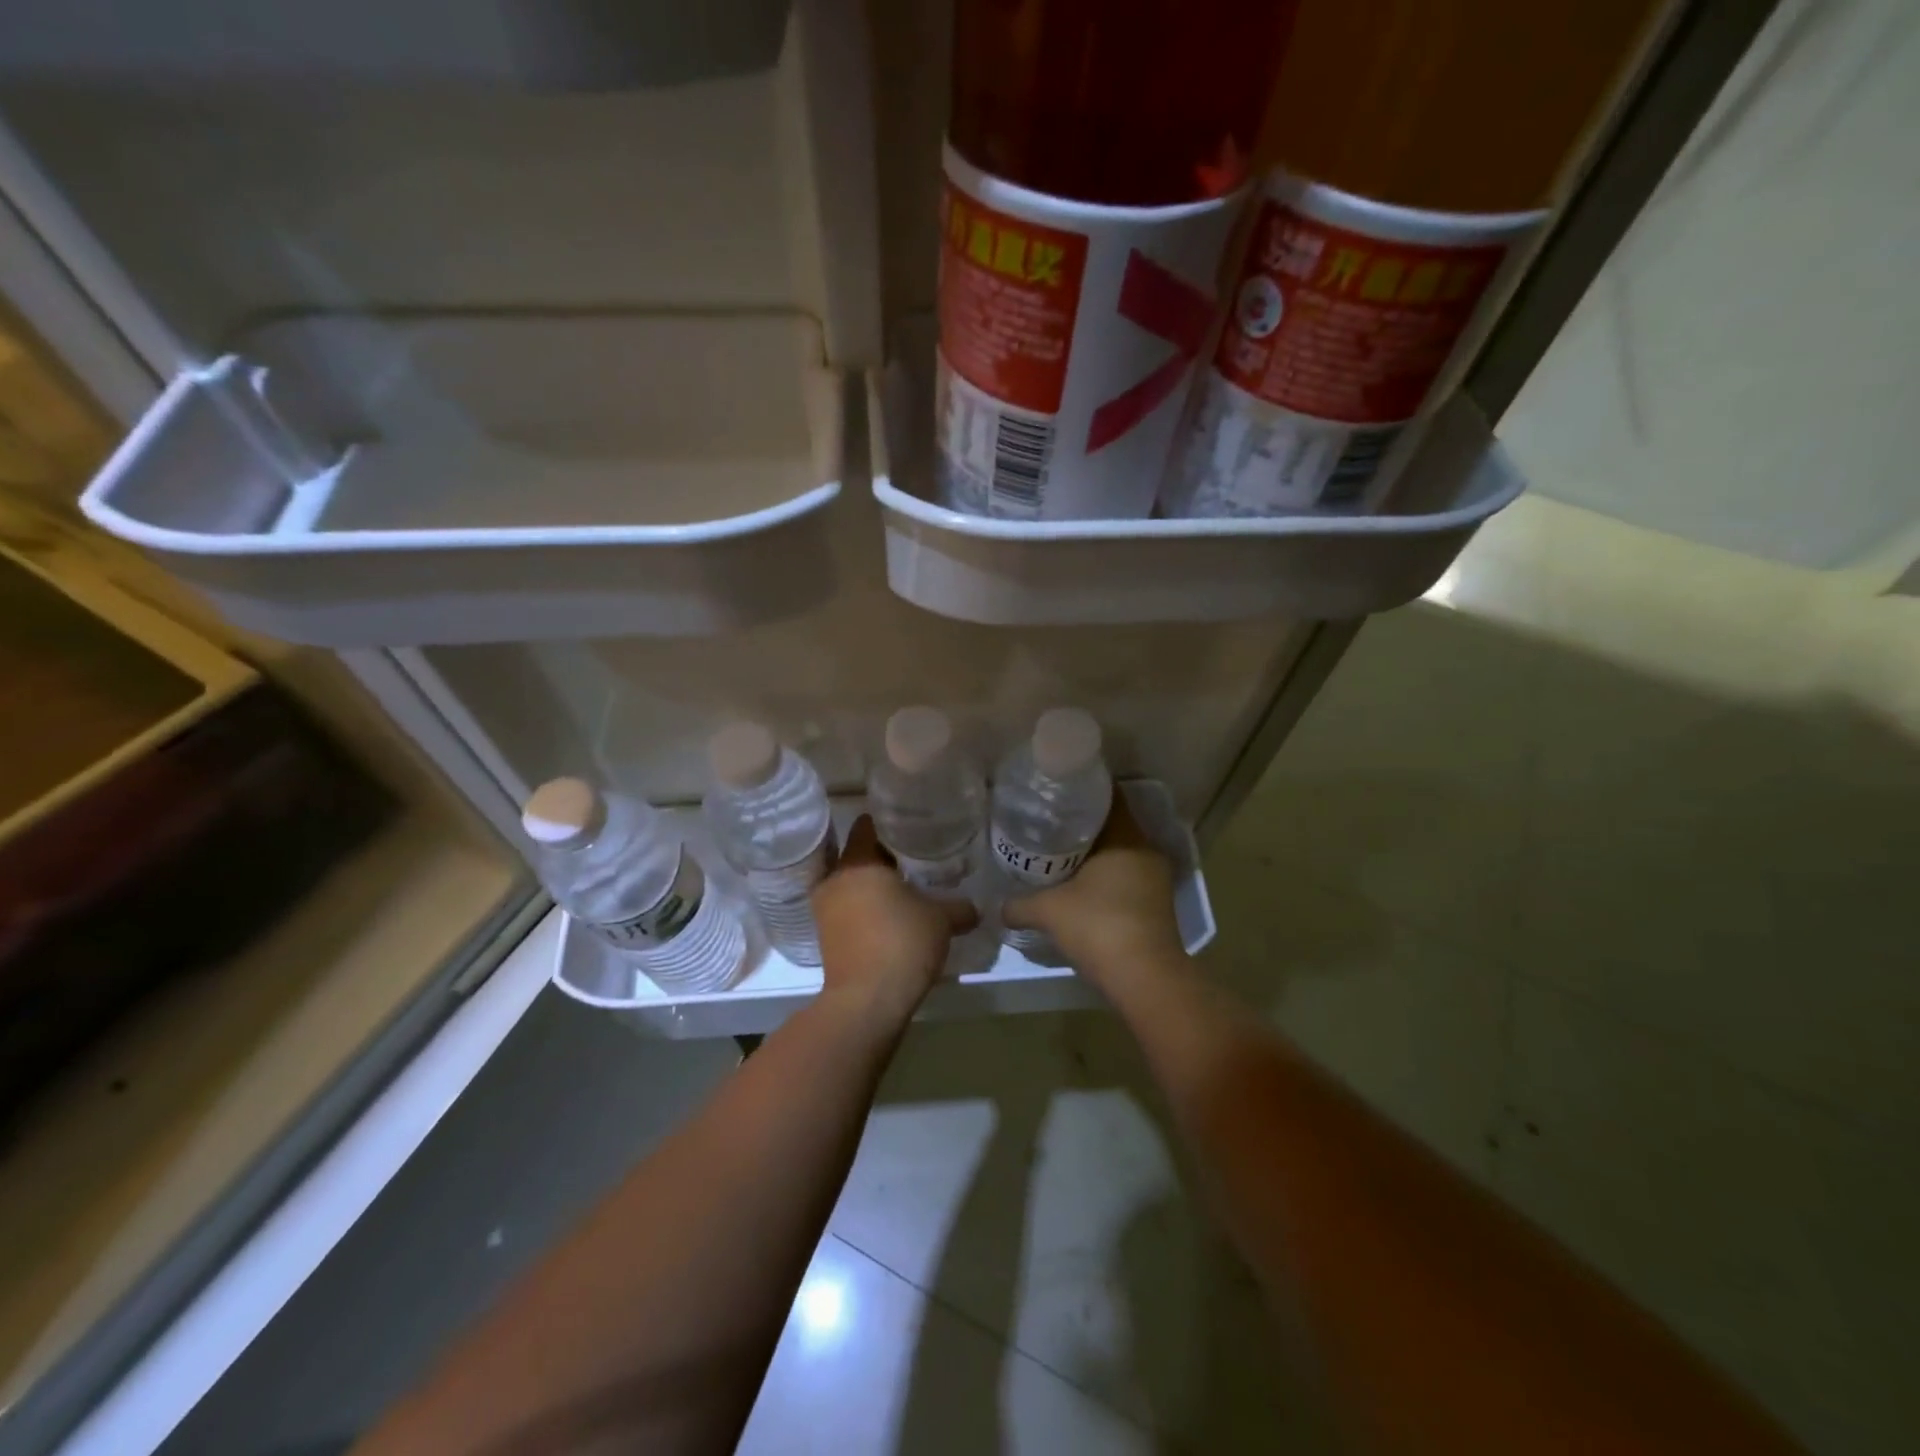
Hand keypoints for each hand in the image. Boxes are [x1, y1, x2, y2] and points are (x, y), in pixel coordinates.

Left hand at [812, 816, 977, 1030]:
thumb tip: (975, 907)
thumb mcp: (941, 920)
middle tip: (916, 858)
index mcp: (858, 862)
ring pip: (853, 884)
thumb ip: (959, 907)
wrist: (867, 1002)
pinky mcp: (826, 937)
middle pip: (859, 855)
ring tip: (906, 890)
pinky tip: (893, 919)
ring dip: (875, 886)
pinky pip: (848, 910)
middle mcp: (834, 879)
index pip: (867, 825)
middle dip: (885, 856)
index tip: (912, 825)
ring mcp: (825, 910)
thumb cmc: (902, 943)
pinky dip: (867, 910)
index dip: (890, 822)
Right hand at [1001, 796, 1187, 992]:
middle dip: (1080, 824)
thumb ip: (1020, 904)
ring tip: (1055, 854)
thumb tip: (998, 906)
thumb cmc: (1099, 927)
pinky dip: (1103, 877)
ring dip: (1092, 854)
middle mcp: (1145, 850)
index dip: (1081, 791)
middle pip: (1111, 825)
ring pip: (1118, 854)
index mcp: (1126, 836)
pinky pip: (1125, 877)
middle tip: (1046, 823)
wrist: (1145, 979)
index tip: (1054, 793)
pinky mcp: (1155, 904)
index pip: (1108, 796)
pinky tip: (1076, 887)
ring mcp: (1154, 879)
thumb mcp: (1049, 911)